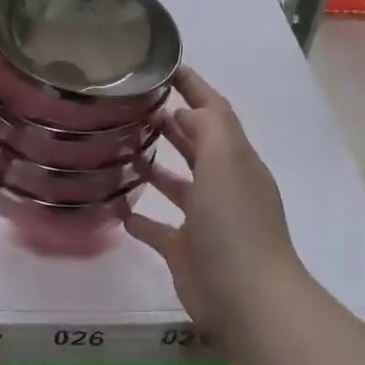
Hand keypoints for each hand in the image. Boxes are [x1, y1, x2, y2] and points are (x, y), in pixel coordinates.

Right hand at [127, 67, 304, 330]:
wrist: (245, 297)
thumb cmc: (234, 223)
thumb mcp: (225, 161)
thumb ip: (209, 127)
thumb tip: (187, 110)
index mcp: (236, 160)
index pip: (215, 112)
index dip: (194, 88)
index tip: (166, 67)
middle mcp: (223, 186)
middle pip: (198, 146)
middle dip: (174, 124)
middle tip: (137, 106)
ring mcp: (205, 221)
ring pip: (179, 185)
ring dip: (157, 167)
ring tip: (123, 149)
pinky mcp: (186, 251)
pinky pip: (160, 229)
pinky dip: (142, 219)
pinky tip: (119, 210)